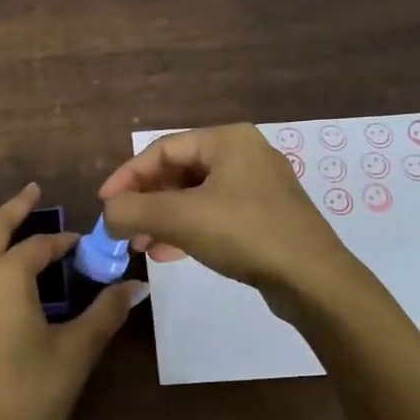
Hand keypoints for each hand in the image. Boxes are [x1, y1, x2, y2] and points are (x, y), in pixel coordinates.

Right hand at [99, 124, 358, 300]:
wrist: (313, 280)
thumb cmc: (245, 233)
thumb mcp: (180, 218)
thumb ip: (133, 211)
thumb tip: (107, 215)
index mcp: (227, 140)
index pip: (162, 149)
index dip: (127, 176)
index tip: (105, 206)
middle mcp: (244, 154)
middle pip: (178, 172)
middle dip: (146, 201)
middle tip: (123, 229)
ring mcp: (257, 187)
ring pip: (195, 196)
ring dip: (163, 219)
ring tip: (142, 246)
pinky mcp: (265, 217)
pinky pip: (214, 215)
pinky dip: (188, 229)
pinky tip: (169, 253)